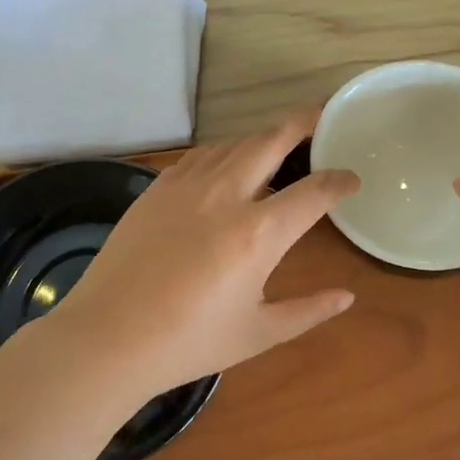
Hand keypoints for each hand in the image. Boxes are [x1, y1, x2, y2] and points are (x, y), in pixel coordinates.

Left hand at [42, 110, 360, 408]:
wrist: (107, 337)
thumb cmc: (188, 342)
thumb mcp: (258, 333)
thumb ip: (308, 310)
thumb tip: (348, 296)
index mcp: (259, 233)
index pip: (314, 191)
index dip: (340, 181)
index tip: (352, 180)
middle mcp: (227, 195)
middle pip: (272, 140)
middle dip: (304, 123)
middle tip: (322, 118)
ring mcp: (187, 185)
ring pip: (235, 143)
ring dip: (262, 138)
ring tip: (277, 144)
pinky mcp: (157, 187)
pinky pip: (200, 156)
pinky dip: (224, 152)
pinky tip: (227, 165)